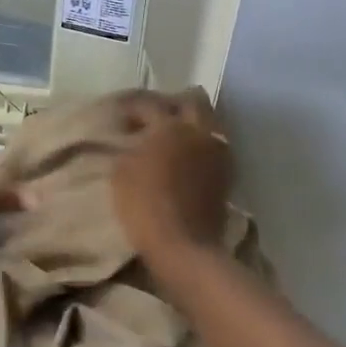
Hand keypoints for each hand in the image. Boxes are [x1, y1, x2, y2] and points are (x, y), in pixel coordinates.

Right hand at [112, 91, 234, 263]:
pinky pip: (215, 144)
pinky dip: (201, 142)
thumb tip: (135, 139)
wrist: (184, 247)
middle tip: (154, 114)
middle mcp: (199, 131)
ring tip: (172, 134)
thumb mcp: (121, 173)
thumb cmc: (145, 207)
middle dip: (173, 101)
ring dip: (191, 121)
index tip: (120, 112)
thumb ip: (129, 147)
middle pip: (193, 99)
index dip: (132, 105)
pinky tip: (187, 154)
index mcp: (170, 126)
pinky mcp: (225, 173)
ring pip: (209, 120)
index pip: (149, 102)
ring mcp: (216, 152)